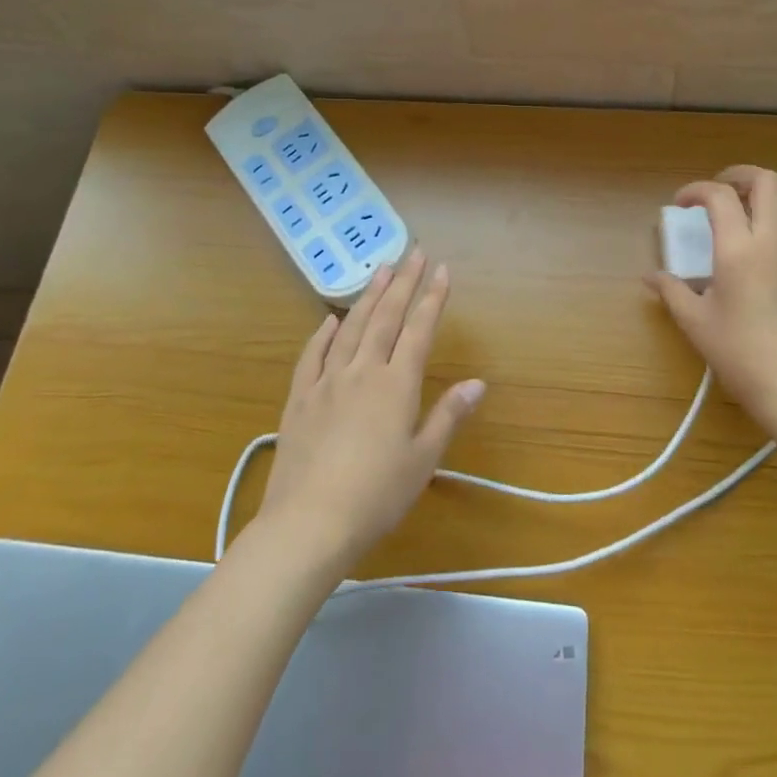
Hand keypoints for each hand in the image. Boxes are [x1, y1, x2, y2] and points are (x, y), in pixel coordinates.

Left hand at [259, 248, 485, 571]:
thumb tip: (477, 383)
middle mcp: (362, 372)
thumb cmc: (376, 496)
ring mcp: (326, 382)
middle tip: (414, 253)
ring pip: (351, 328)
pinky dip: (323, 334)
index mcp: (396, 385)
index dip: (432, 298)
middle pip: (386, 318)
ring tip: (381, 270)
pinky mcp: (299, 398)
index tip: (441, 269)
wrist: (308, 523)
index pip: (419, 330)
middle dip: (403, 283)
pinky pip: (312, 355)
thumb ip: (448, 415)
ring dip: (368, 296)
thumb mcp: (422, 460)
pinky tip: (330, 320)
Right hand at [647, 165, 776, 434]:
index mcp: (740, 248)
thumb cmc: (739, 352)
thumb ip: (671, 291)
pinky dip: (764, 228)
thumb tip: (651, 277)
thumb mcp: (695, 321)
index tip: (679, 204)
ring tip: (727, 223)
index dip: (696, 190)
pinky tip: (744, 260)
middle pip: (768, 182)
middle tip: (714, 191)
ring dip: (754, 202)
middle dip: (740, 175)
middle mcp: (772, 242)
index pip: (720, 195)